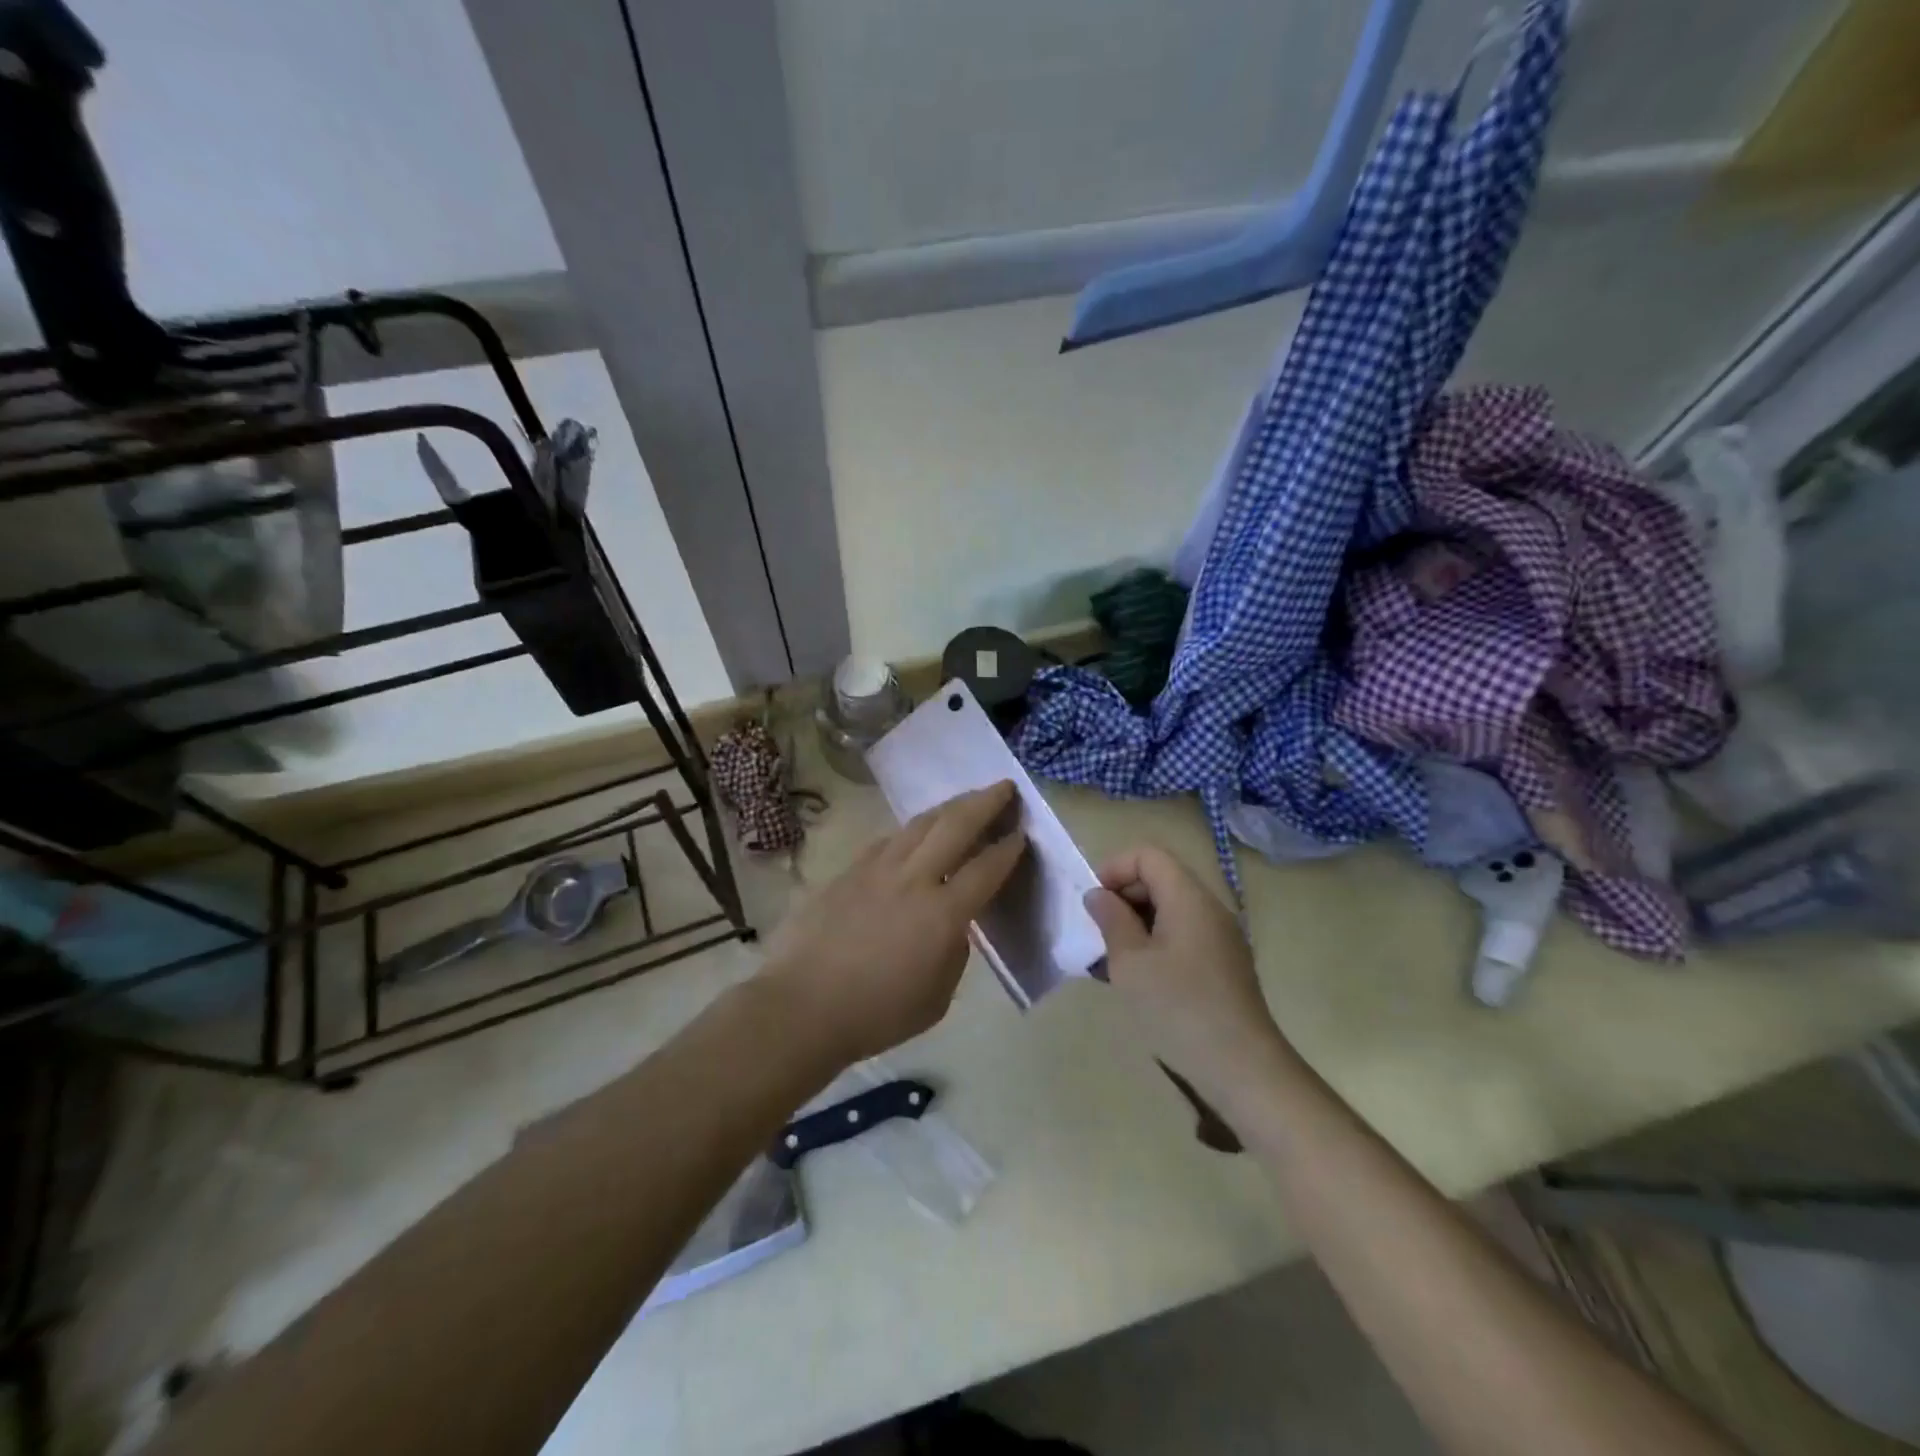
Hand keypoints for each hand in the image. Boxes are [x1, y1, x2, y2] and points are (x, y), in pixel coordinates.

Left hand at [762, 781, 1026, 1065]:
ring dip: (949, 807)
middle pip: (955, 825)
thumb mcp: (937, 998)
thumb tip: (952, 925)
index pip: (986, 868)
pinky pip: (888, 840)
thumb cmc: (876, 1013)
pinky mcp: (848, 870)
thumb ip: (954, 953)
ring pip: (919, 824)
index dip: (1009, 848)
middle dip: (985, 802)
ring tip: (966, 799)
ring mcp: (877, 869)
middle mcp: (913, 879)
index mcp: (942, 914)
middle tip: (1005, 787)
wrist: (802, 1006)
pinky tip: (915, 833)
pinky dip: (911, 831)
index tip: (1022, 833)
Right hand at [1083, 846, 1291, 1107]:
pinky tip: (1139, 980)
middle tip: (1098, 934)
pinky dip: (1155, 944)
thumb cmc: (1179, 1009)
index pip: (1148, 855)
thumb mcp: (1131, 963)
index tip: (1093, 904)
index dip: (1114, 868)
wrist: (1243, 1070)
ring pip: (1169, 909)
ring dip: (1136, 924)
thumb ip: (1111, 920)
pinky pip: (1182, 935)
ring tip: (1111, 961)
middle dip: (1123, 897)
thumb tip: (1099, 895)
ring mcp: (1220, 938)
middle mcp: (1209, 908)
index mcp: (1189, 898)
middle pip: (1160, 878)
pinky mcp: (1223, 965)